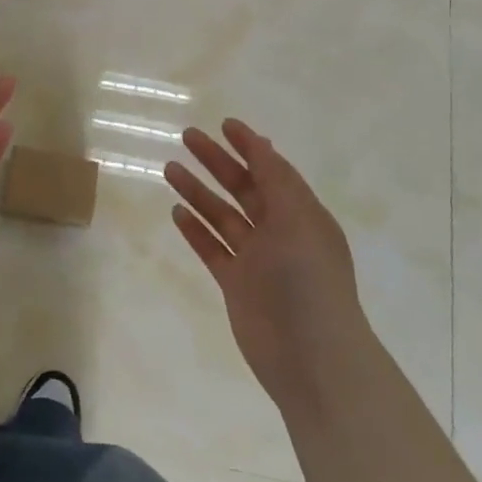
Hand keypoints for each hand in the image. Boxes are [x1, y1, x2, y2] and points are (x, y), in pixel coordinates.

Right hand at [165, 120, 365, 409]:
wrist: (311, 357)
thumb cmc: (309, 282)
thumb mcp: (298, 221)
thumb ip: (276, 182)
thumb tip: (261, 144)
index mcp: (303, 215)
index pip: (273, 171)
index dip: (250, 146)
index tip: (224, 124)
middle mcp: (281, 233)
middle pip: (244, 188)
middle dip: (218, 162)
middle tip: (188, 137)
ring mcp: (257, 260)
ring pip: (223, 216)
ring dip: (199, 192)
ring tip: (170, 168)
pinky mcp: (236, 284)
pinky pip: (213, 248)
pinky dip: (196, 230)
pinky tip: (176, 212)